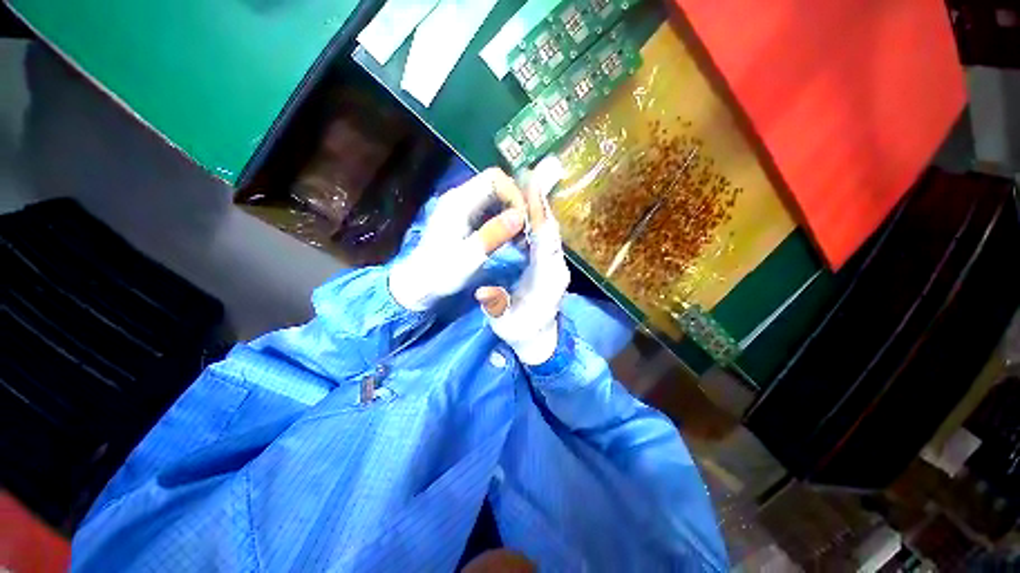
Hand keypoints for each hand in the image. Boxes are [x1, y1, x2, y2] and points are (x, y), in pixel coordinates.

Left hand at [389, 168, 526, 310]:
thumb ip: (494, 234)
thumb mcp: (470, 256)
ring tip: (520, 234)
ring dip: (510, 211)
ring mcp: (460, 207)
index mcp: (459, 202)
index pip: (494, 178)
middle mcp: (459, 197)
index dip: (514, 193)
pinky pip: (489, 209)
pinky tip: (508, 237)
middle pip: (496, 184)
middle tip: (526, 227)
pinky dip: (502, 218)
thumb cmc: (442, 272)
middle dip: (515, 202)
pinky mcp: (463, 218)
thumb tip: (520, 215)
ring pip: (494, 196)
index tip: (523, 219)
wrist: (419, 284)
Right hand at [476, 158, 569, 364]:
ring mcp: (556, 264)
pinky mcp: (552, 263)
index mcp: (547, 281)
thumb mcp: (505, 326)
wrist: (540, 340)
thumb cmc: (521, 333)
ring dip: (542, 206)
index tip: (532, 187)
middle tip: (535, 171)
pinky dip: (540, 218)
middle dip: (542, 201)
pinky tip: (531, 205)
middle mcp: (557, 268)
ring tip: (532, 180)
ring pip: (551, 230)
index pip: (545, 242)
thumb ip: (496, 307)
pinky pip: (547, 237)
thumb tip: (483, 291)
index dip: (539, 214)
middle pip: (551, 230)